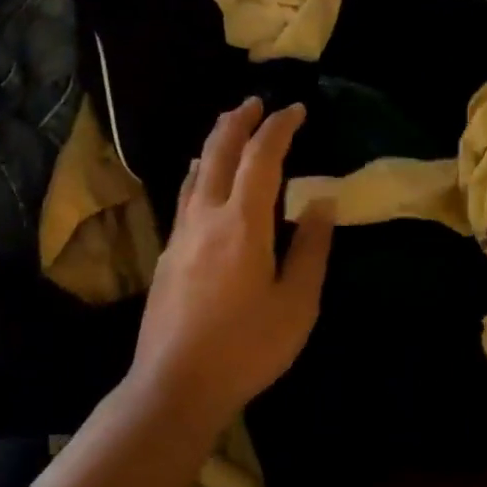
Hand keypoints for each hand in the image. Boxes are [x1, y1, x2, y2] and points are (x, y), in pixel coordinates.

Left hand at [130, 98, 334, 424]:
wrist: (175, 384)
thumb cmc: (245, 348)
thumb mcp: (297, 304)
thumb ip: (311, 248)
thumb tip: (319, 201)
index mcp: (242, 223)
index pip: (261, 157)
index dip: (279, 127)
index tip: (296, 110)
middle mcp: (206, 216)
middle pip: (218, 152)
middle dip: (238, 122)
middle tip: (255, 102)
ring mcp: (180, 234)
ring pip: (195, 172)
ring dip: (214, 143)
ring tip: (229, 128)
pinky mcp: (167, 253)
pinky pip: (185, 196)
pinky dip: (198, 173)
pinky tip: (198, 178)